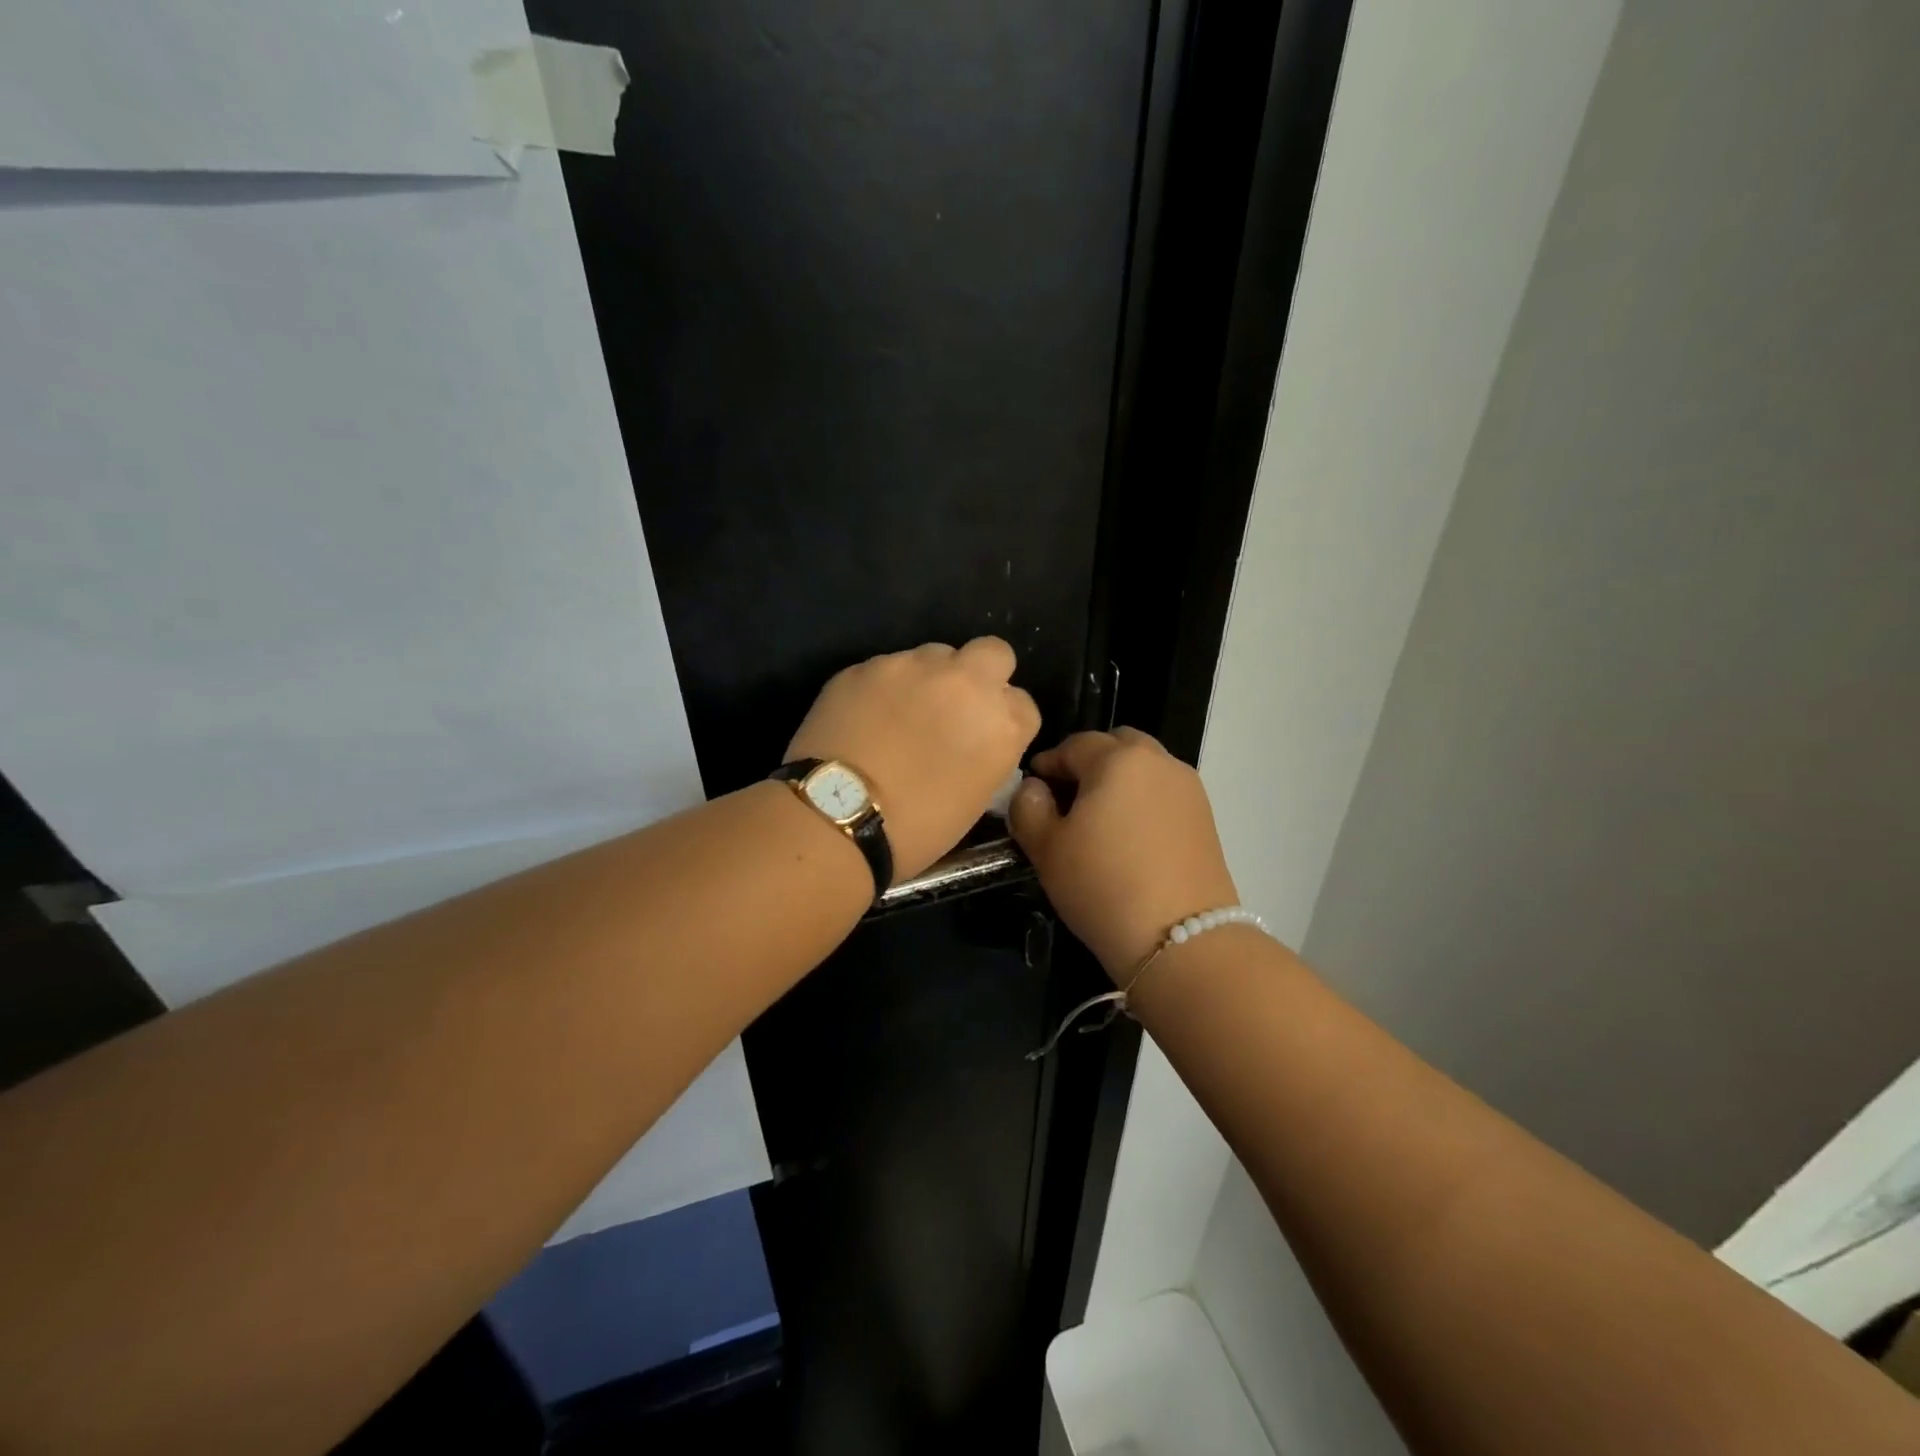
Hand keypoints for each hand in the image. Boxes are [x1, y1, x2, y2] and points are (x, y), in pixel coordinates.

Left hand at [787, 637, 1040, 881]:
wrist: (837, 817)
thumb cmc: (916, 828)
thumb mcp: (976, 798)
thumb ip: (988, 753)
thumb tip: (975, 739)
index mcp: (1002, 723)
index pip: (1022, 704)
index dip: (1003, 720)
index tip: (983, 737)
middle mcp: (966, 682)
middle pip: (993, 653)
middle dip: (981, 673)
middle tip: (955, 706)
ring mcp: (914, 666)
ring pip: (935, 655)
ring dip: (929, 678)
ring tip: (901, 714)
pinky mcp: (868, 665)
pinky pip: (889, 668)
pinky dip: (885, 687)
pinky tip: (866, 718)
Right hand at [1009, 728, 1238, 978]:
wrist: (1181, 939)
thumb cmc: (1102, 885)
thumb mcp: (1046, 848)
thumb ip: (1028, 807)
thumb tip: (1034, 788)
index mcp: (1117, 758)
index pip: (1074, 745)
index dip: (1048, 764)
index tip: (1033, 790)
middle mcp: (1158, 761)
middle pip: (1116, 745)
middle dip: (1089, 763)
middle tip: (1068, 800)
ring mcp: (1188, 788)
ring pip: (1144, 767)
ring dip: (1119, 780)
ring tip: (1100, 821)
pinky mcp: (1206, 817)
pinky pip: (1164, 793)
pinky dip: (1143, 801)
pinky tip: (1130, 838)